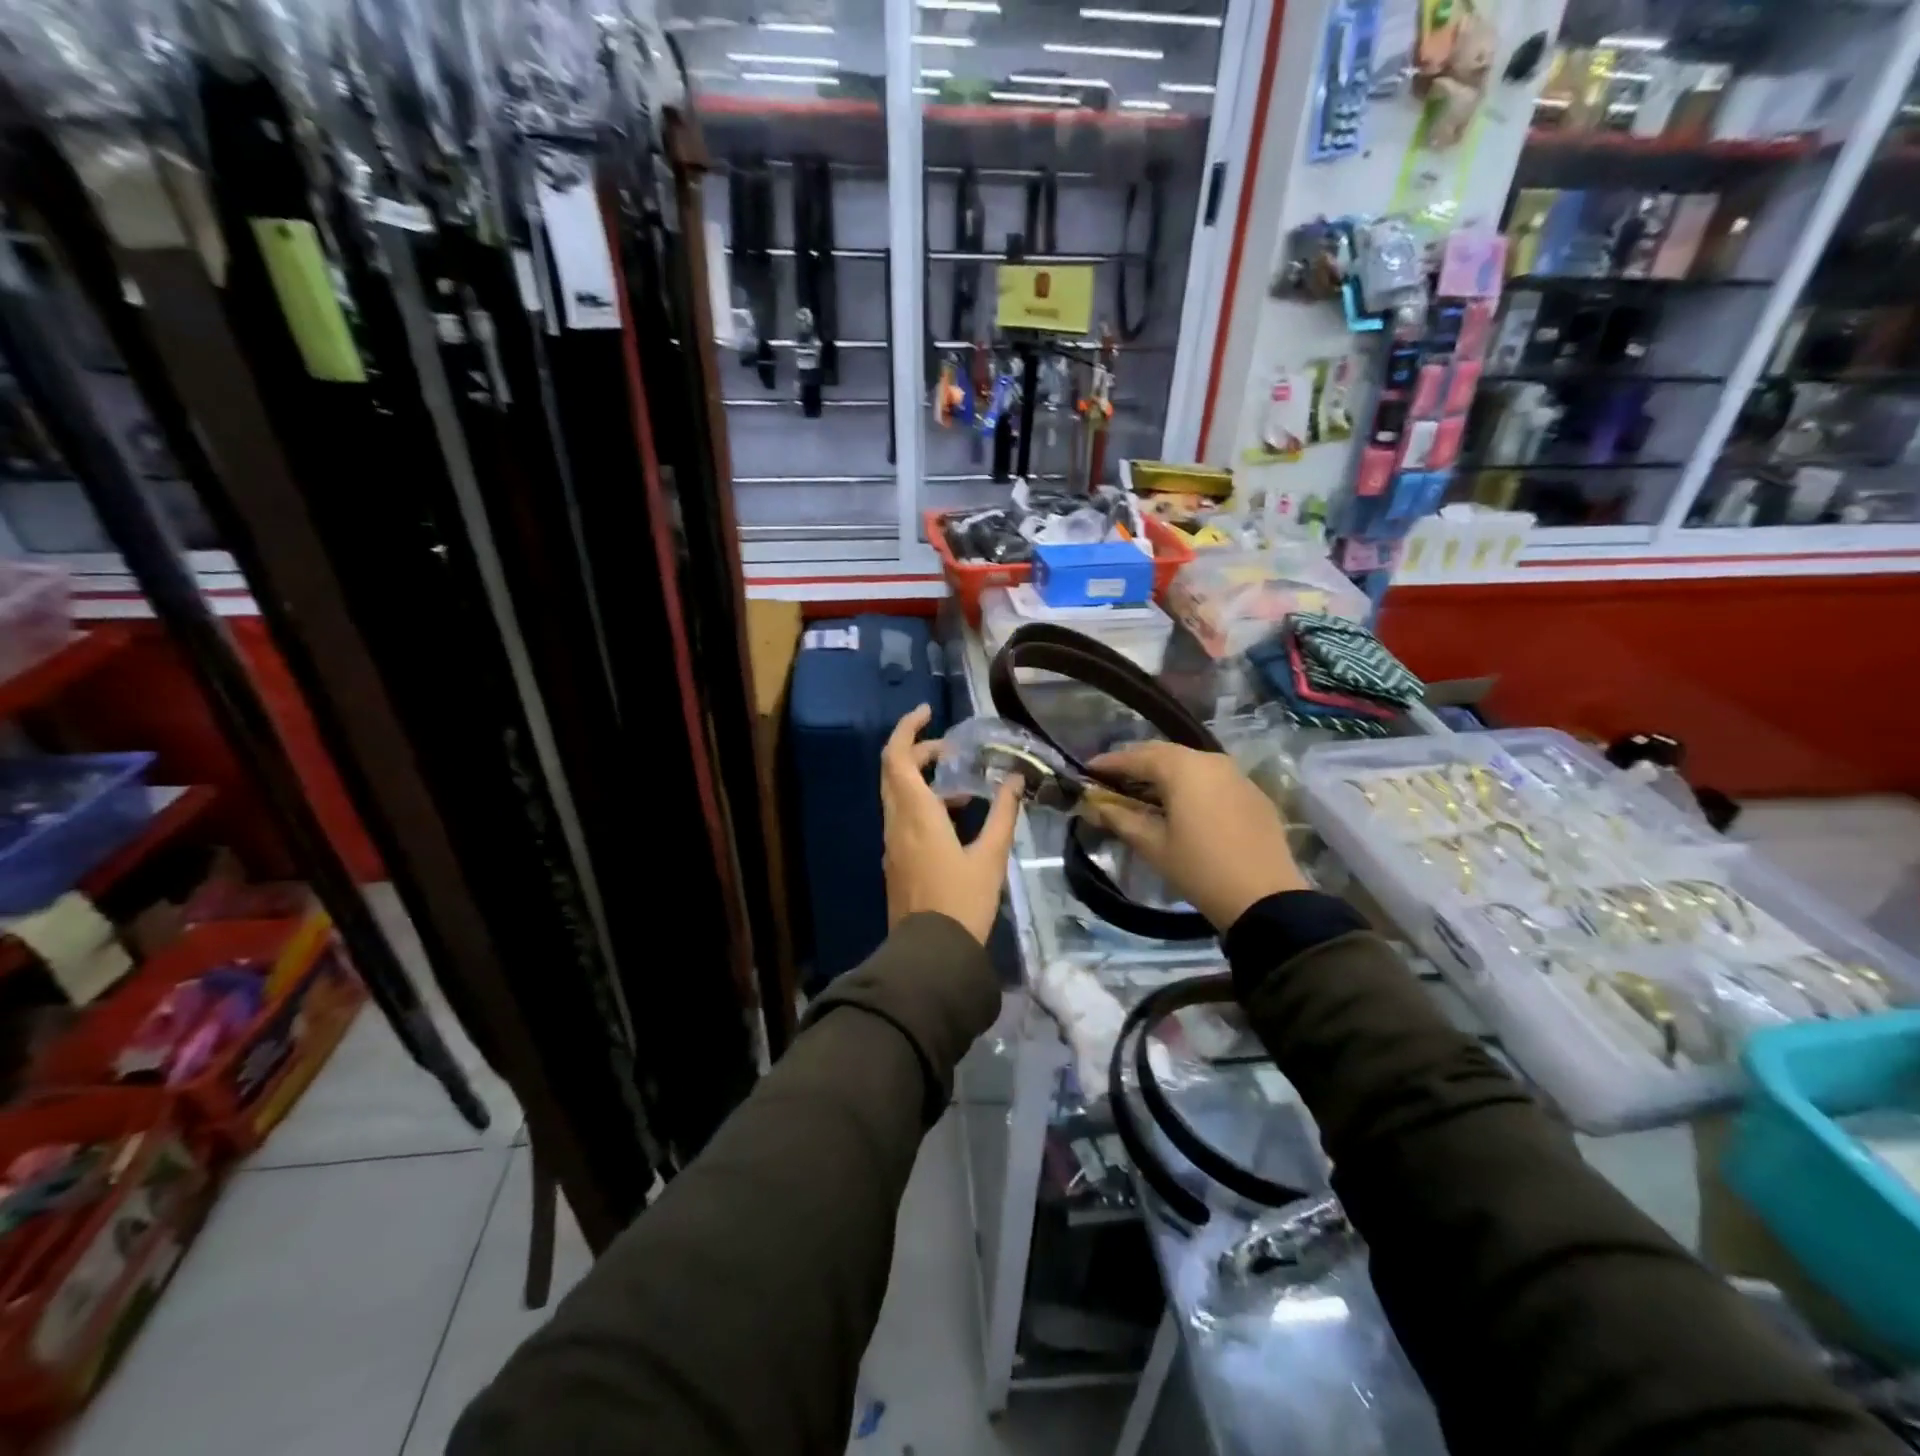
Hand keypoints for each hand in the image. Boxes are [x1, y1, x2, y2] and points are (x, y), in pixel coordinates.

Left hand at [881, 705, 1021, 944]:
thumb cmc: (963, 901)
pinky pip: (903, 818)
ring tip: (964, 786)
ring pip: (898, 795)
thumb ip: (1004, 814)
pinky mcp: (895, 861)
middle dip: (919, 752)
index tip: (928, 712)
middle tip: (952, 751)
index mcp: (916, 814)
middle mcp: (896, 823)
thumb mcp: (991, 856)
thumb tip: (1015, 780)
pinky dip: (923, 805)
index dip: (907, 729)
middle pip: (894, 771)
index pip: (896, 757)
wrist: (931, 953)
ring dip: (923, 780)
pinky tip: (956, 820)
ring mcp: (892, 844)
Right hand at [1080, 741, 1305, 930]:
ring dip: (1163, 773)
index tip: (1086, 771)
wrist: (1265, 898)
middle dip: (1135, 763)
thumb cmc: (1199, 869)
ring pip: (1189, 764)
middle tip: (1111, 779)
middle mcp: (1210, 760)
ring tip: (1142, 792)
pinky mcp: (1252, 792)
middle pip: (1163, 753)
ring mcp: (1235, 774)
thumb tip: (1093, 805)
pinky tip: (1179, 804)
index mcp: (1182, 768)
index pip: (1135, 757)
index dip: (1108, 763)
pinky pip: (1211, 778)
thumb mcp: (1153, 845)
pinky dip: (1189, 784)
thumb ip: (1120, 818)